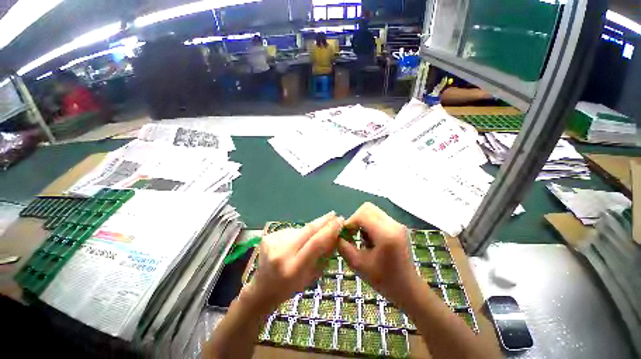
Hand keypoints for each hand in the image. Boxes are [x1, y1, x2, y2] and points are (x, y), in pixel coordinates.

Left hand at [242, 212, 343, 313]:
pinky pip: (291, 231)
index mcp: (293, 268)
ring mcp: (273, 242)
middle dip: (323, 220)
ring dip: (310, 231)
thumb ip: (324, 256)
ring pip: (300, 230)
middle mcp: (281, 252)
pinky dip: (298, 235)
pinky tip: (294, 243)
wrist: (262, 289)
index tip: (340, 221)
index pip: (316, 243)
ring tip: (308, 241)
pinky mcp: (269, 236)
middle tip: (334, 215)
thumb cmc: (290, 288)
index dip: (330, 230)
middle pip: (307, 229)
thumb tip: (335, 235)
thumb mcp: (312, 276)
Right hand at [338, 203, 420, 307]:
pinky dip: (369, 223)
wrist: (408, 288)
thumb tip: (336, 233)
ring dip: (362, 221)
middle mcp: (393, 224)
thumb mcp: (357, 265)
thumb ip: (343, 246)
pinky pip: (378, 216)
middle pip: (367, 208)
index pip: (361, 215)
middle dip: (355, 219)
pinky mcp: (397, 226)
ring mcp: (397, 224)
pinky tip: (370, 239)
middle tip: (352, 234)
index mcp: (386, 234)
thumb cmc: (383, 280)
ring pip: (372, 211)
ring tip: (362, 239)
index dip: (349, 222)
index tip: (345, 235)